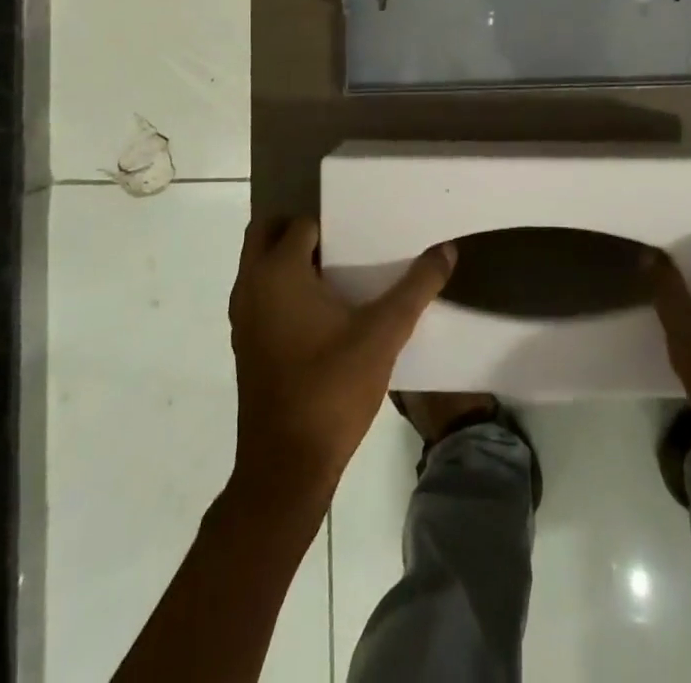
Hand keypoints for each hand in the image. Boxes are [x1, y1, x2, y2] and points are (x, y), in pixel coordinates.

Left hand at [227, 216, 455, 507]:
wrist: (286, 468)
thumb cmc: (332, 388)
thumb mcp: (384, 333)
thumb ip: (417, 287)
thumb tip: (447, 249)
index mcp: (278, 272)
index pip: (303, 224)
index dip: (333, 223)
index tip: (364, 229)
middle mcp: (251, 286)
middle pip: (267, 234)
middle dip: (301, 230)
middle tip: (346, 240)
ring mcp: (243, 318)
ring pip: (261, 266)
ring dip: (291, 260)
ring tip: (342, 271)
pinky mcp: (246, 345)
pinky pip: (262, 295)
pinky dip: (284, 289)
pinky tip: (326, 312)